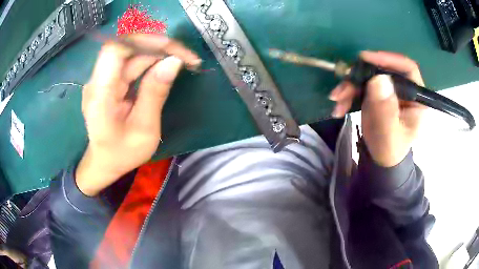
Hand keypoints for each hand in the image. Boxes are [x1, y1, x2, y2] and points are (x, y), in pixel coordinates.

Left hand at [76, 34, 200, 195]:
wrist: (104, 162)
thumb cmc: (122, 153)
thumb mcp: (144, 129)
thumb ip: (155, 94)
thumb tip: (174, 61)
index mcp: (100, 96)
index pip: (115, 50)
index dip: (142, 41)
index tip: (171, 47)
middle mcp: (97, 82)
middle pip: (126, 48)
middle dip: (157, 46)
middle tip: (186, 56)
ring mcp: (102, 80)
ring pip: (131, 54)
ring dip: (157, 53)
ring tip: (182, 60)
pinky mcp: (108, 81)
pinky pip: (130, 63)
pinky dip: (150, 61)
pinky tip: (165, 66)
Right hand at [329, 51, 424, 166]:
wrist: (381, 158)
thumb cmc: (390, 150)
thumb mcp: (389, 135)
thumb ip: (386, 110)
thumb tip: (378, 79)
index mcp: (415, 98)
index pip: (407, 69)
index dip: (389, 60)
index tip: (367, 59)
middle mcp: (403, 89)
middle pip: (383, 69)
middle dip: (361, 75)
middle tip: (345, 84)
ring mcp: (388, 89)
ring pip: (368, 76)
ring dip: (350, 85)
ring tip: (337, 99)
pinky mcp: (376, 92)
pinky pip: (360, 85)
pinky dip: (348, 93)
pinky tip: (339, 105)